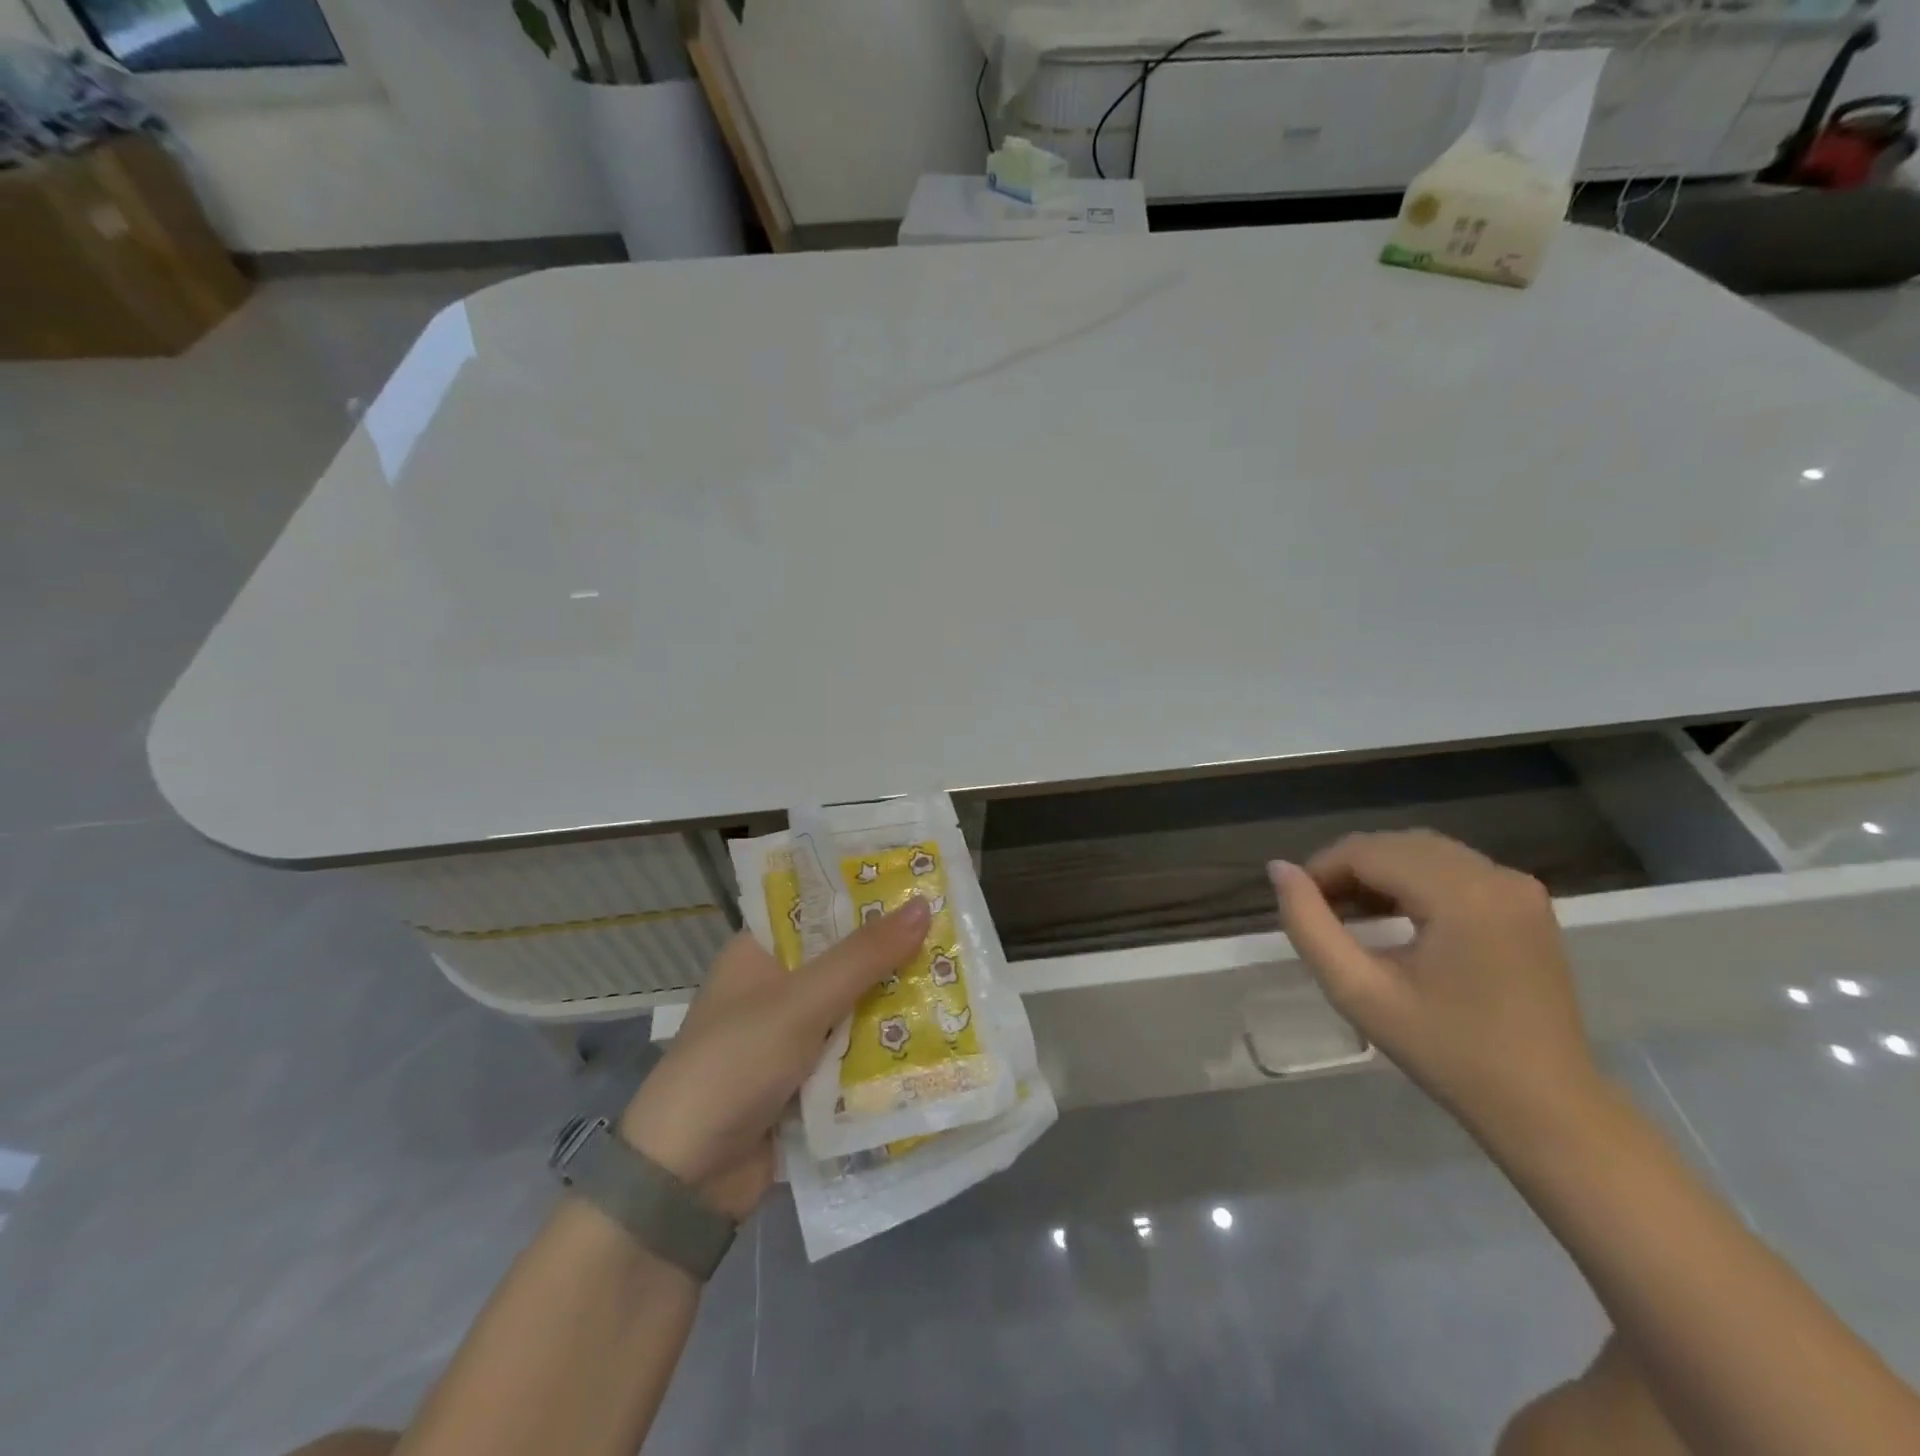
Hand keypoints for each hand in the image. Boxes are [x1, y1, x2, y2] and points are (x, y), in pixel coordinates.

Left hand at [618, 896, 930, 1218]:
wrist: (684, 1182)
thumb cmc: (734, 1065)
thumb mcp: (801, 1002)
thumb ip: (863, 956)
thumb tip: (922, 904)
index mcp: (761, 952)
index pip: (820, 906)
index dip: (868, 893)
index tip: (922, 879)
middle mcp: (777, 988)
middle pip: (846, 958)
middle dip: (895, 952)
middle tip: (958, 931)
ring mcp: (792, 1037)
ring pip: (857, 1007)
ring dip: (897, 1002)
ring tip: (962, 978)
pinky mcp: (807, 1081)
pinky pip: (856, 1053)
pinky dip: (887, 1048)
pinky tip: (940, 1035)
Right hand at [1270, 830, 1603, 1141]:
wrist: (1545, 1107)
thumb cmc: (1446, 1052)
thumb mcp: (1359, 991)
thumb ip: (1309, 925)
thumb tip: (1278, 869)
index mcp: (1462, 895)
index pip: (1369, 851)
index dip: (1322, 869)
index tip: (1297, 904)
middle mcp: (1496, 875)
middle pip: (1396, 845)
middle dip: (1349, 868)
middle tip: (1320, 911)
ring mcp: (1518, 886)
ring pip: (1423, 851)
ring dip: (1379, 871)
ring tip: (1351, 913)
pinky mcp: (1526, 902)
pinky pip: (1453, 868)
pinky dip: (1414, 879)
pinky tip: (1396, 915)